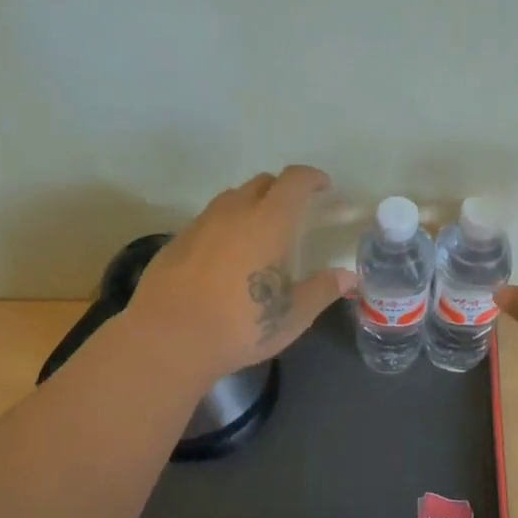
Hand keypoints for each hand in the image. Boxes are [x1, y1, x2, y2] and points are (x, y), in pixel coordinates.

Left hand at [126, 165, 356, 381]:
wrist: (169, 339)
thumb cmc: (241, 326)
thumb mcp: (292, 315)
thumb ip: (322, 290)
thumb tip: (348, 277)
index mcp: (269, 222)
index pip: (294, 180)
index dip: (312, 178)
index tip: (324, 188)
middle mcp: (234, 212)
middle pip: (263, 183)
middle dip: (283, 190)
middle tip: (295, 213)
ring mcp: (201, 223)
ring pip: (232, 198)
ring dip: (252, 204)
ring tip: (260, 233)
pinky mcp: (177, 240)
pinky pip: (209, 219)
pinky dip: (225, 225)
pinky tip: (226, 256)